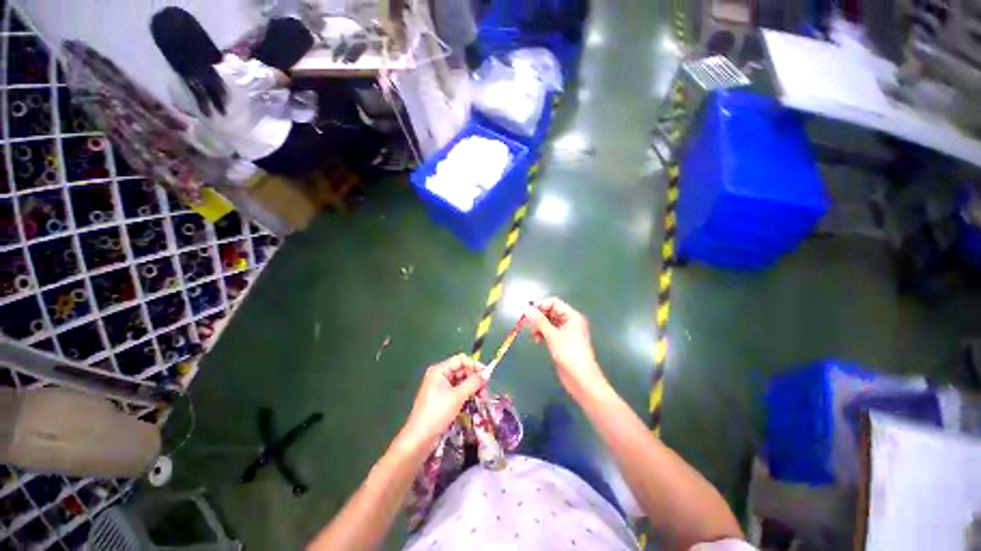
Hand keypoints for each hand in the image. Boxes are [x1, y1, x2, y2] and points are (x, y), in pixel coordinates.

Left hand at [401, 355, 485, 449]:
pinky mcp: (442, 398)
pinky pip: (457, 391)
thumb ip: (473, 382)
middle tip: (485, 390)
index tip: (487, 375)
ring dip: (472, 387)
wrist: (419, 439)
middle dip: (474, 378)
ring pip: (461, 381)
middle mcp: (439, 375)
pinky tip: (474, 402)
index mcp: (440, 370)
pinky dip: (466, 394)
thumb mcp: (458, 396)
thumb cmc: (437, 413)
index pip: (461, 360)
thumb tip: (486, 373)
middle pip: (461, 370)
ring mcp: (440, 387)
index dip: (474, 365)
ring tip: (481, 398)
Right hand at [524, 297, 607, 397]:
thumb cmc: (569, 354)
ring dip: (538, 326)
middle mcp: (569, 321)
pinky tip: (537, 341)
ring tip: (533, 336)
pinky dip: (541, 334)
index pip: (553, 303)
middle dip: (538, 317)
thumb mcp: (552, 336)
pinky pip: (548, 332)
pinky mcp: (561, 342)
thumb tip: (525, 308)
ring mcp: (565, 332)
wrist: (581, 380)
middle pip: (550, 312)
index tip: (526, 311)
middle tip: (527, 324)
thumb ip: (538, 321)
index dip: (540, 305)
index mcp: (571, 316)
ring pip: (547, 322)